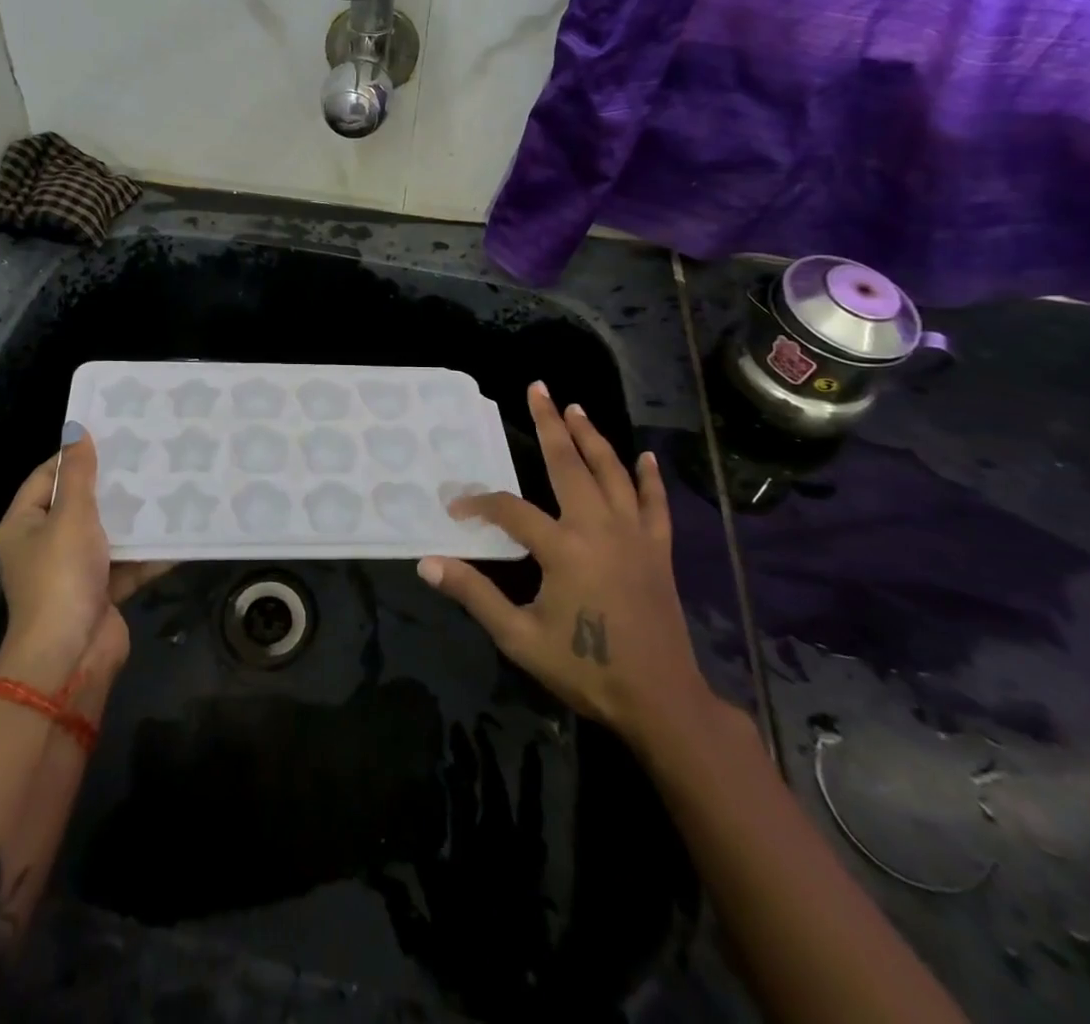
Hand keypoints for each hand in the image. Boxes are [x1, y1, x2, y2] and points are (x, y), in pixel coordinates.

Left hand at [0, 422, 168, 695]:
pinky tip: (179, 530)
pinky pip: (127, 563)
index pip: (46, 478)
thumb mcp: (70, 517)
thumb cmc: (60, 577)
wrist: (71, 656)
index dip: (74, 457)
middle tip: (146, 456)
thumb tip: (77, 430)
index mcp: (23, 526)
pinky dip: (149, 551)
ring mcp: (74, 571)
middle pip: (79, 505)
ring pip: (107, 533)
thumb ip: (79, 474)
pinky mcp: (102, 592)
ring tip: (168, 484)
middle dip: (112, 485)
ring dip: (134, 517)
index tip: (111, 437)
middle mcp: (44, 546)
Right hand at [419, 382, 715, 752]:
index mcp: (563, 548)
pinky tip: (645, 458)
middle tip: (538, 389)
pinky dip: (649, 479)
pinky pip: (655, 505)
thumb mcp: (519, 637)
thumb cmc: (586, 669)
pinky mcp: (658, 551)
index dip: (479, 503)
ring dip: (593, 438)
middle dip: (550, 424)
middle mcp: (599, 528)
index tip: (456, 507)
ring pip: (612, 473)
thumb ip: (474, 594)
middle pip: (569, 464)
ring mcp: (634, 536)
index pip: (510, 510)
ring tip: (576, 408)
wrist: (661, 701)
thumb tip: (427, 563)